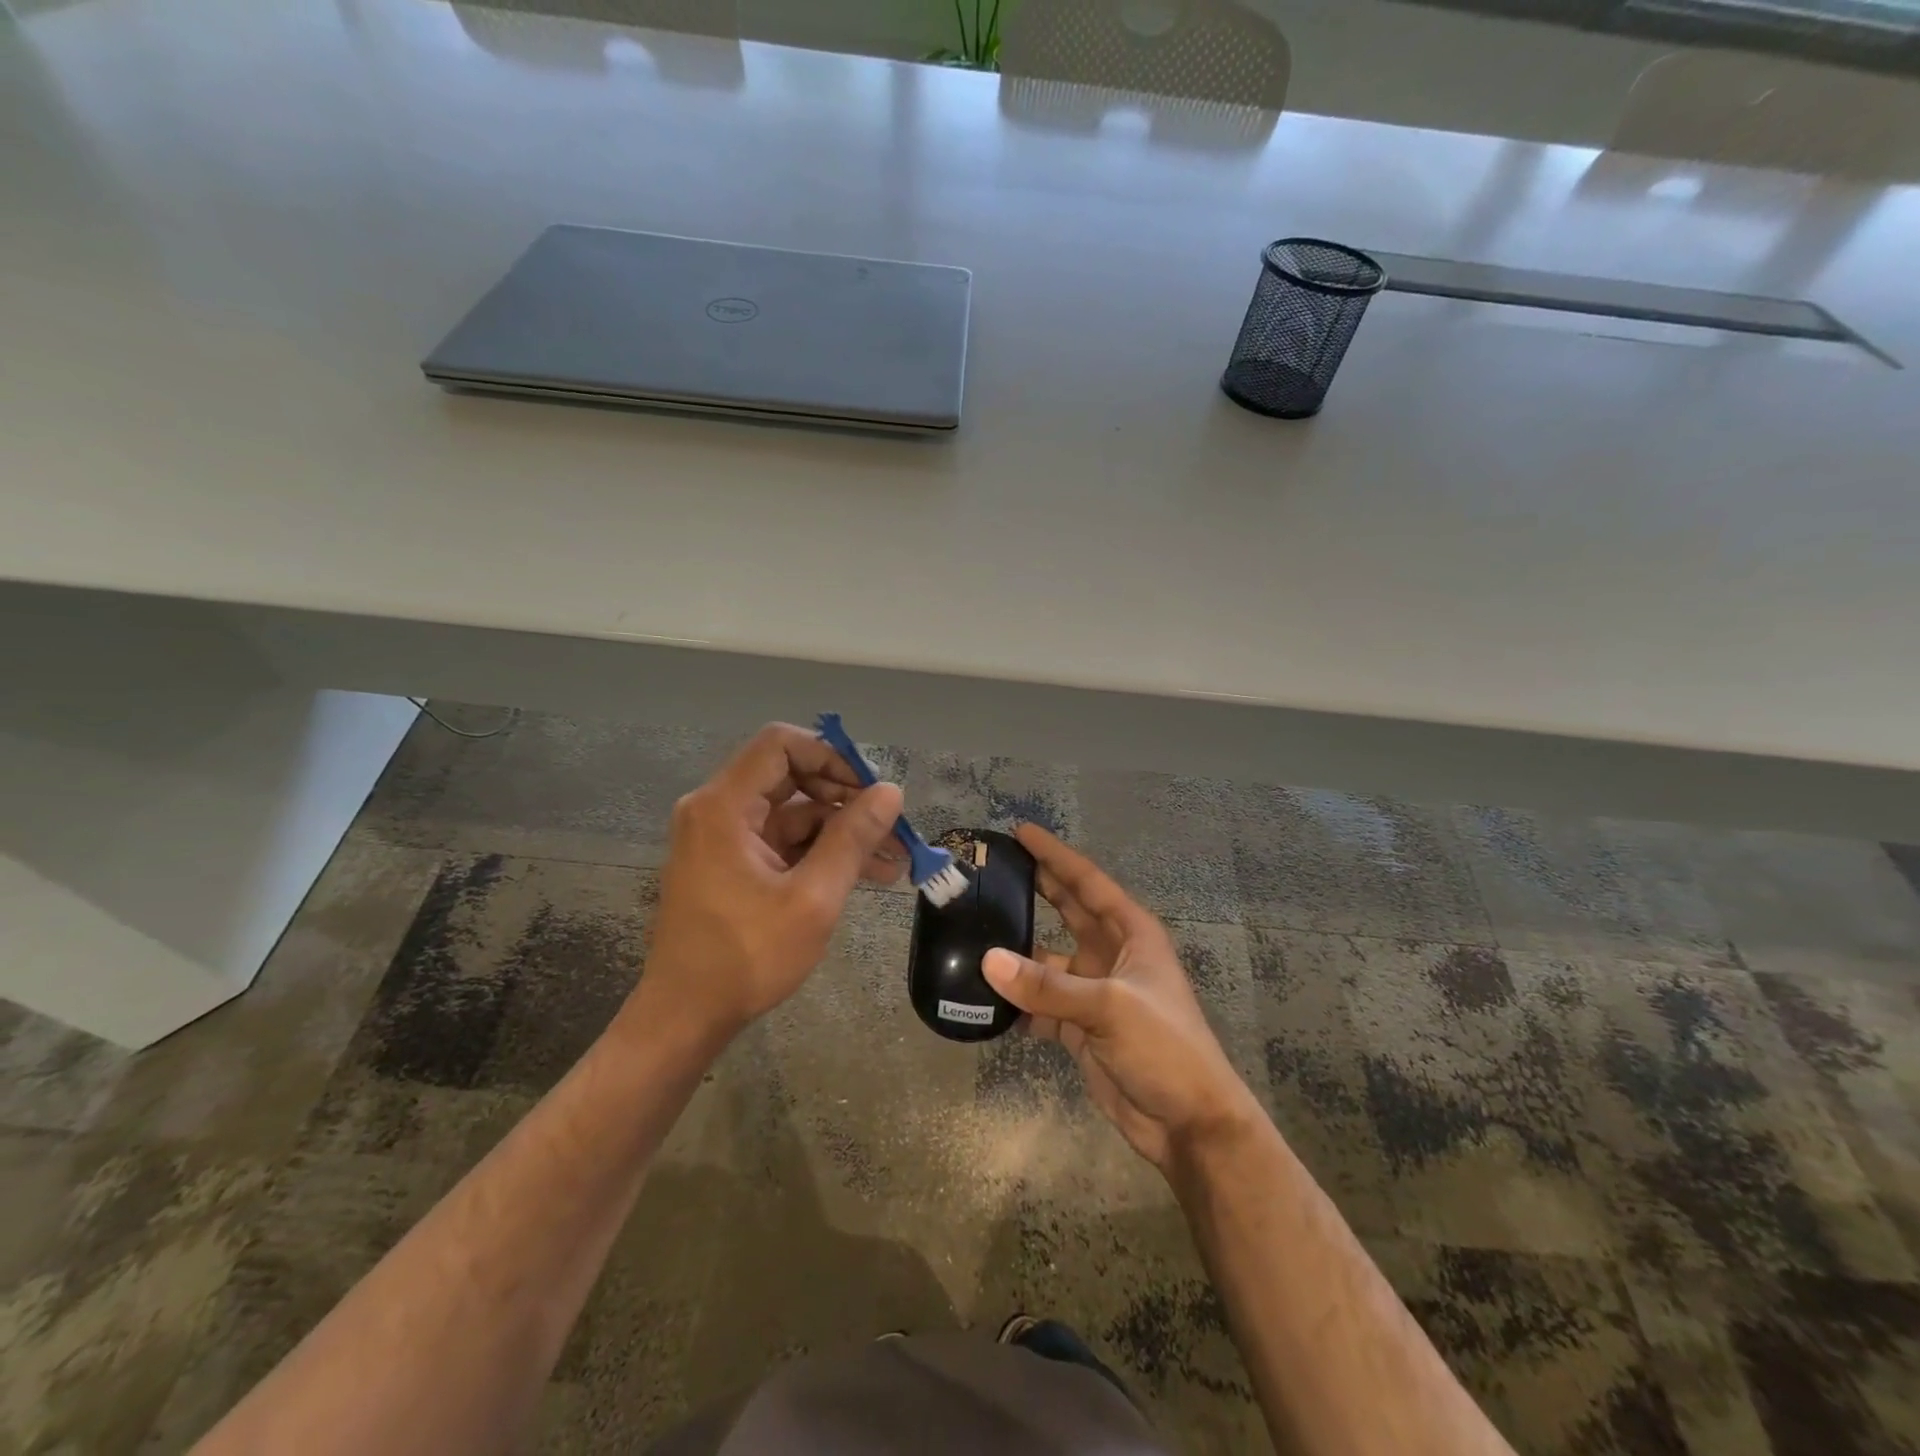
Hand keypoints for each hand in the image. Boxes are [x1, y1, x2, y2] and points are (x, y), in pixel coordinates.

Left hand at [624, 723, 904, 1047]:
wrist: (686, 1017)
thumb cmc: (746, 956)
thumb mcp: (812, 898)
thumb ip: (852, 839)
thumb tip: (890, 791)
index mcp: (724, 806)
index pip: (781, 745)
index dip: (831, 756)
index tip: (870, 788)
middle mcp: (717, 810)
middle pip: (790, 776)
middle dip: (846, 798)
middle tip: (891, 825)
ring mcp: (724, 837)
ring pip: (794, 812)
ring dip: (842, 831)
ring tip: (894, 859)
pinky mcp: (732, 862)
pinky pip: (783, 840)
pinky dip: (821, 852)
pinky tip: (866, 873)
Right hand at [983, 824, 1258, 1172]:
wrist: (1188, 1123)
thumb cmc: (1164, 1047)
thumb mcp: (1109, 1007)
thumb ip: (1047, 985)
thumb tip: (987, 961)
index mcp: (1131, 933)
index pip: (1087, 881)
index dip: (1055, 855)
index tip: (1020, 832)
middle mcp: (1112, 955)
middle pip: (1067, 911)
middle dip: (1035, 889)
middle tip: (993, 871)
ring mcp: (1095, 992)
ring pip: (1047, 962)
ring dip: (1017, 955)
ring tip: (973, 937)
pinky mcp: (1081, 1028)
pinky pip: (1041, 1005)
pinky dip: (1017, 1003)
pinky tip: (986, 999)